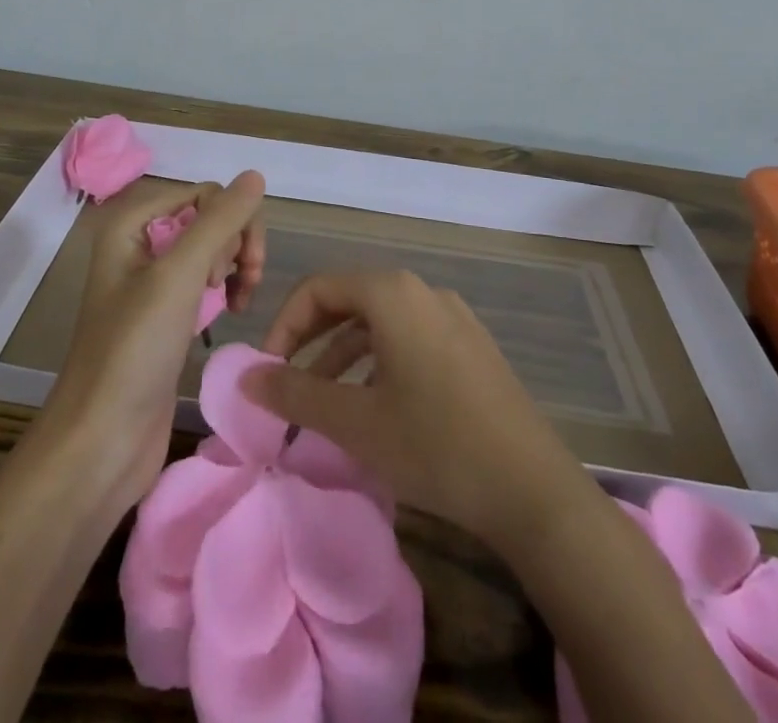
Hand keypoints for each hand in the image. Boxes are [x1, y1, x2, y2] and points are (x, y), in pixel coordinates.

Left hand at [38, 172, 267, 513]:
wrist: (101, 443)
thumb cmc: (134, 351)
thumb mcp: (179, 276)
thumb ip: (220, 221)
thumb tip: (255, 174)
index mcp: (131, 222)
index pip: (204, 193)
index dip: (230, 223)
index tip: (231, 269)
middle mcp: (139, 243)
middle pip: (209, 218)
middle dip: (234, 246)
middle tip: (239, 286)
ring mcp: (151, 281)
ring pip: (211, 250)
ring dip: (233, 268)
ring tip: (238, 303)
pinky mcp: (164, 315)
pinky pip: (204, 281)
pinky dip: (223, 291)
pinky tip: (230, 313)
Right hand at [242, 269, 597, 550]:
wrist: (532, 488)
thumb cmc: (435, 444)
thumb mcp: (355, 422)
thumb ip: (295, 392)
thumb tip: (245, 376)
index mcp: (392, 294)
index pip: (319, 288)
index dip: (284, 324)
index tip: (268, 370)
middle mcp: (423, 292)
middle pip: (350, 299)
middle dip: (312, 338)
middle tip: (287, 380)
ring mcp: (453, 316)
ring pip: (381, 322)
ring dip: (344, 354)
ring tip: (325, 401)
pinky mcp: (471, 346)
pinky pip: (410, 338)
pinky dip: (379, 361)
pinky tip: (376, 405)